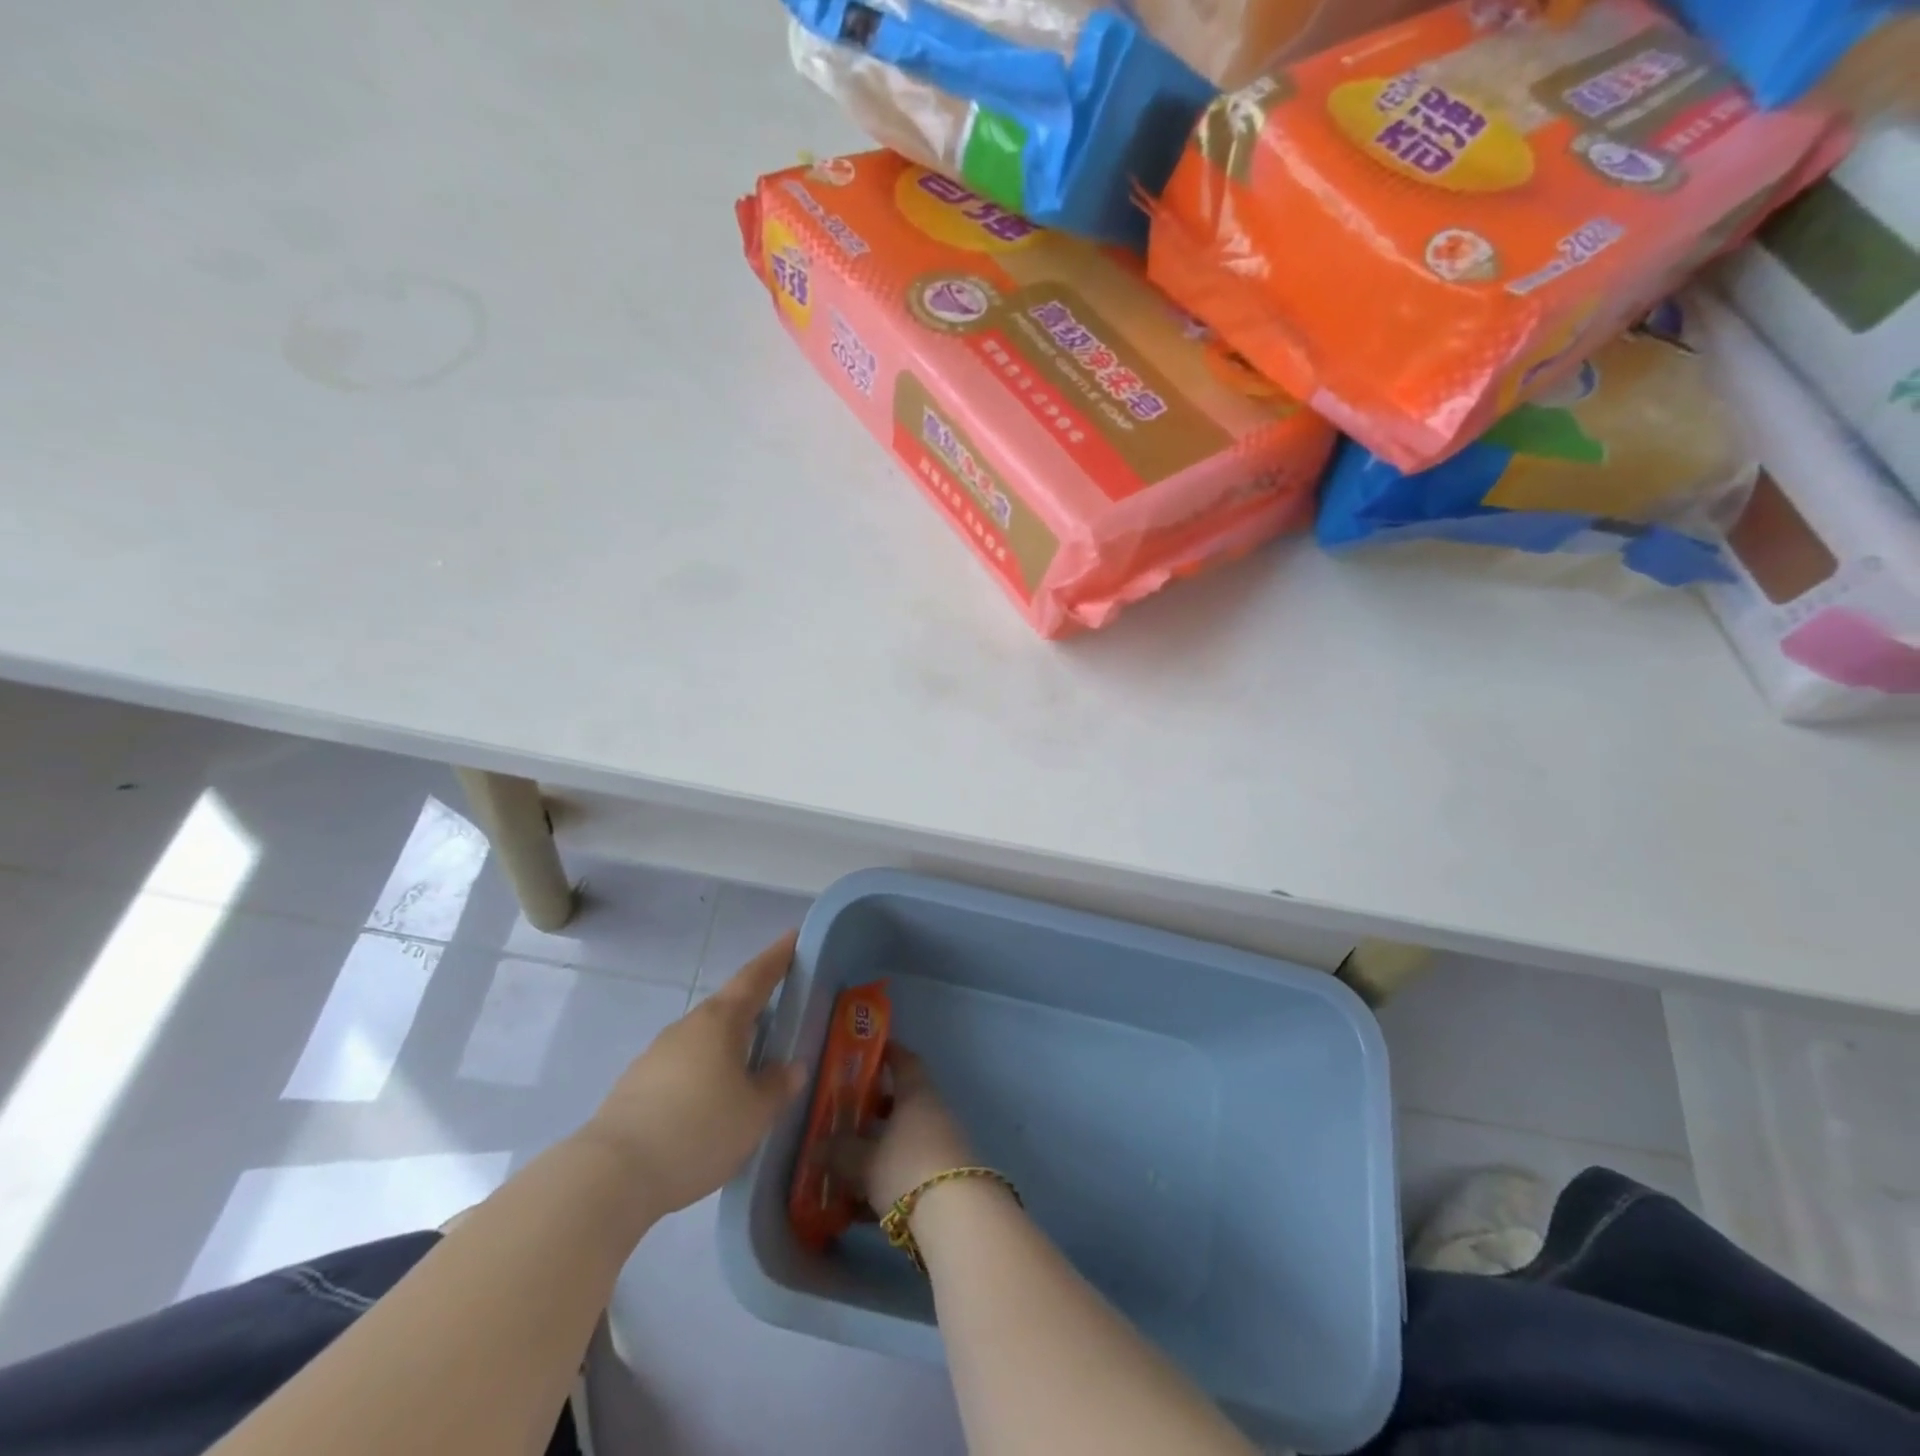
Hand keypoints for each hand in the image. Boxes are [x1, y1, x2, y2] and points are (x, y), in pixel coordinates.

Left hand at [579, 933, 807, 1218]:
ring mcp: (658, 1054)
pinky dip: (705, 1070)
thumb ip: (777, 1086)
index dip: (777, 958)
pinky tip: (712, 1099)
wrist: (611, 1175)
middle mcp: (689, 1027)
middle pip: (728, 1006)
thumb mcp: (755, 1113)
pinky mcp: (637, 1085)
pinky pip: (684, 1065)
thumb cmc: (698, 1130)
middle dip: (755, 1003)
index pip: (756, 977)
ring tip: (751, 1061)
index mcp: (721, 1021)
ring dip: (729, 1042)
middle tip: (781, 1005)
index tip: (793, 937)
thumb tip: (792, 1067)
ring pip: (704, 1038)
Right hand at [832, 1047, 975, 1212]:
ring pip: (906, 1139)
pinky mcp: (946, 1179)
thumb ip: (839, 1153)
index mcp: (916, 1095)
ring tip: (848, 1166)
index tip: (870, 1052)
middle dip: (876, 1109)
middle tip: (849, 1115)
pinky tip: (861, 1207)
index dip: (888, 1054)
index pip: (905, 1062)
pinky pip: (912, 1170)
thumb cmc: (907, 1169)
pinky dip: (888, 1180)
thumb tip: (816, 1148)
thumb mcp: (864, 1161)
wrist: (958, 1219)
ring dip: (881, 1149)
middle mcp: (933, 1113)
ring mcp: (943, 1146)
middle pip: (904, 1103)